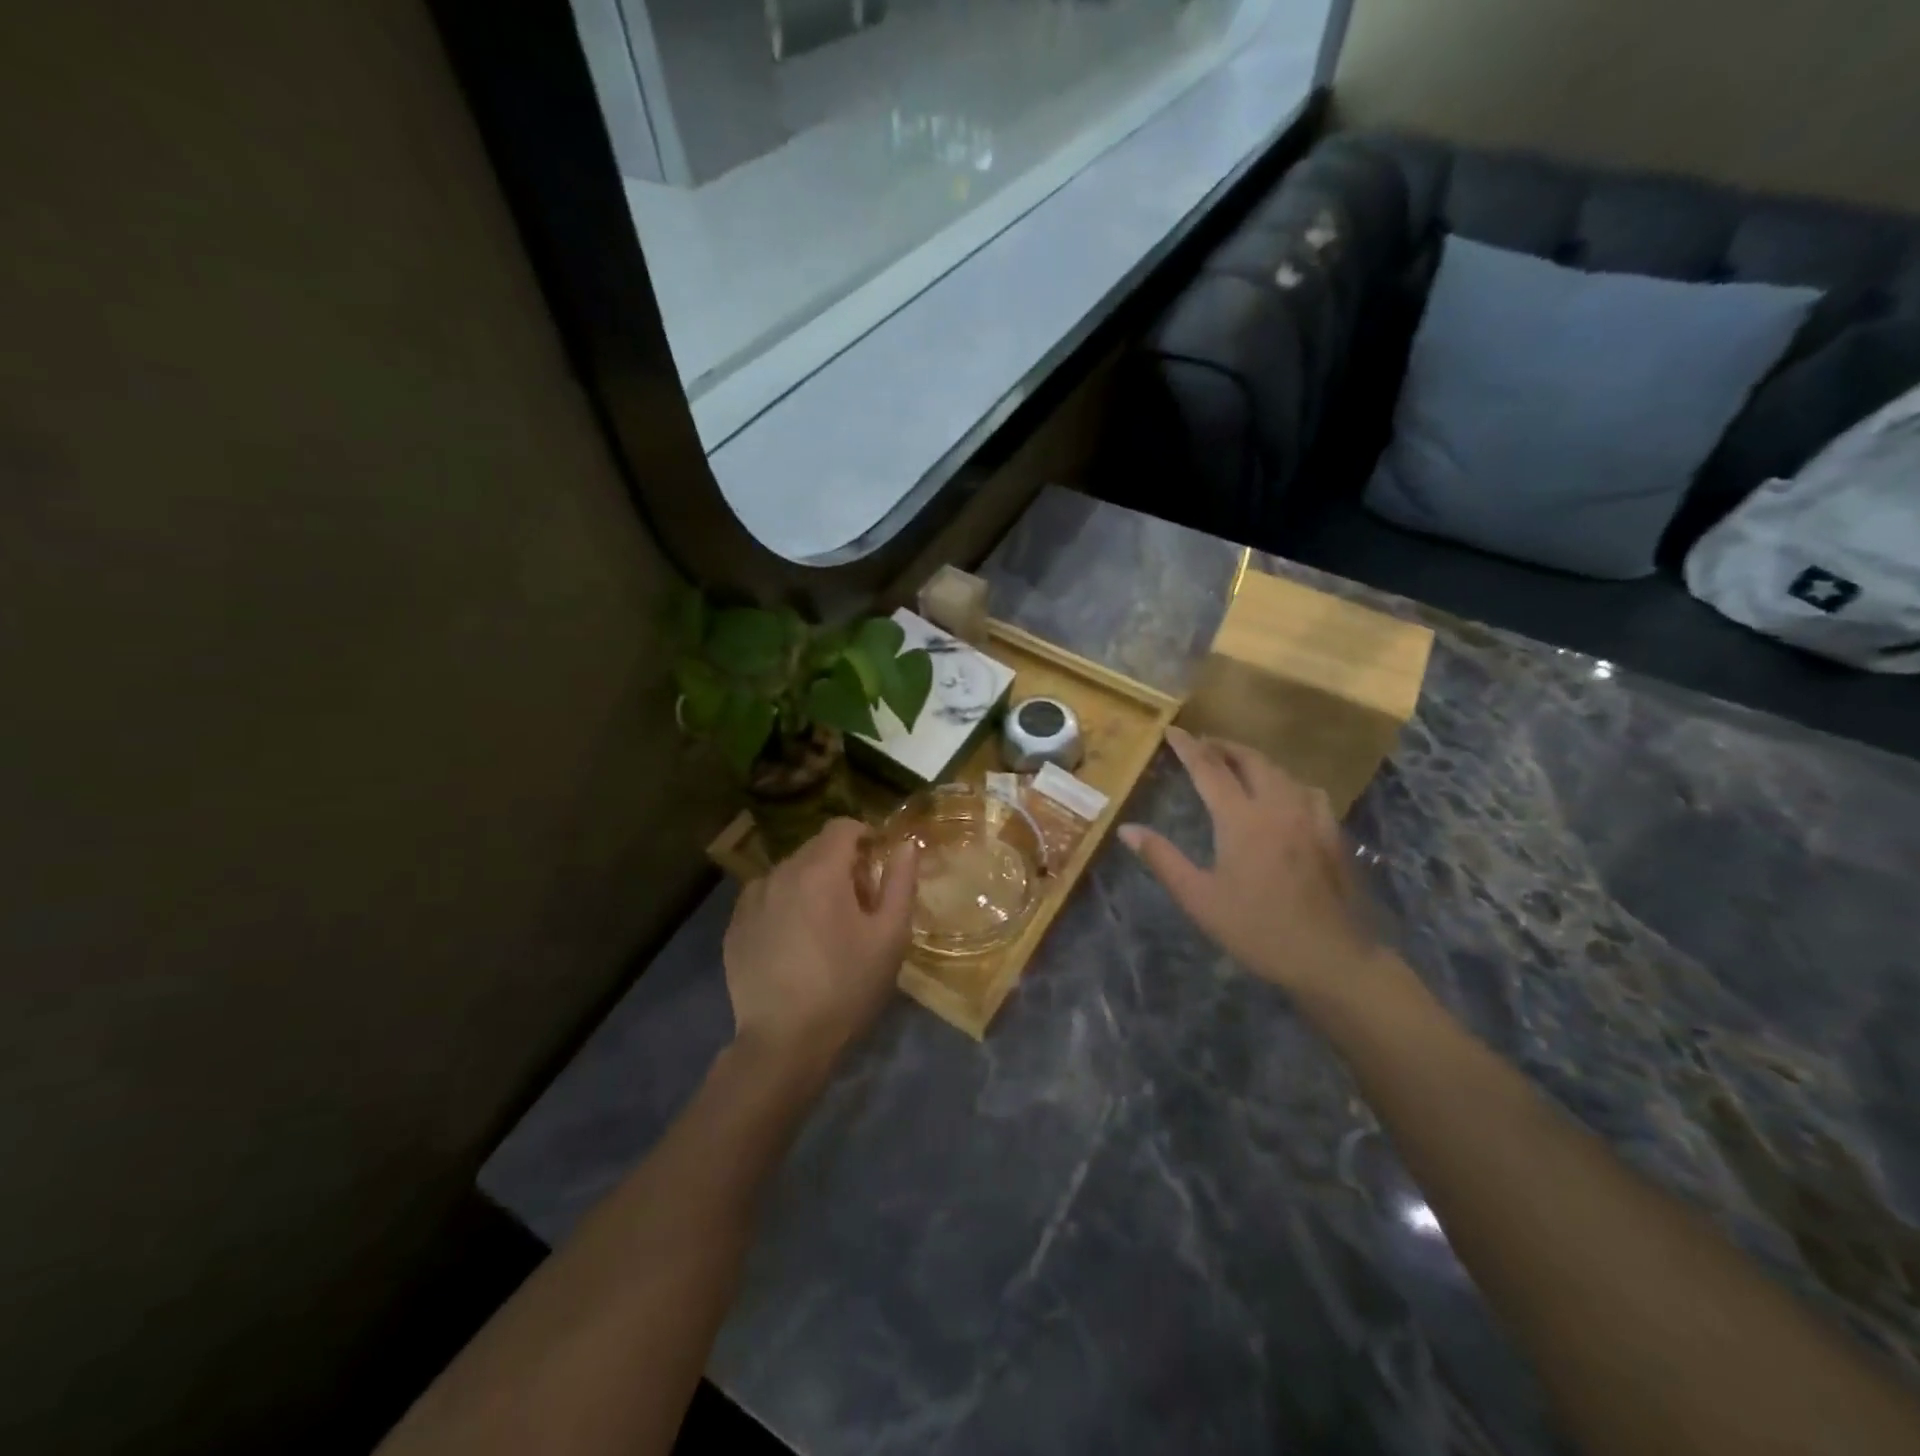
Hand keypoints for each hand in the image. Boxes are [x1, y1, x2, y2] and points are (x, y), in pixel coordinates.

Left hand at [722, 818, 917, 1082]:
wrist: (784, 1043)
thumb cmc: (847, 986)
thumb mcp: (890, 936)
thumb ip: (901, 882)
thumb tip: (907, 845)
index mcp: (819, 871)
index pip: (842, 827)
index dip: (866, 836)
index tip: (879, 862)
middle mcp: (780, 874)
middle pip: (815, 849)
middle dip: (841, 864)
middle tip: (860, 904)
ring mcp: (751, 900)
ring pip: (789, 874)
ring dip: (811, 885)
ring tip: (826, 927)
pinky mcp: (734, 927)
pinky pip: (766, 899)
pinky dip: (785, 906)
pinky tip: (794, 944)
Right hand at [1120, 727, 1401, 1011]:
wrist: (1332, 958)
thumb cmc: (1257, 929)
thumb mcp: (1199, 898)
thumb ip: (1162, 858)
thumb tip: (1127, 830)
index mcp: (1241, 818)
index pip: (1209, 768)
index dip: (1188, 747)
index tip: (1172, 731)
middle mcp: (1277, 806)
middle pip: (1250, 759)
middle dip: (1224, 746)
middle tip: (1203, 745)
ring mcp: (1311, 817)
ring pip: (1281, 771)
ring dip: (1255, 761)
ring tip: (1237, 765)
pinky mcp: (1332, 833)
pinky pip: (1306, 790)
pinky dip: (1285, 781)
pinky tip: (1284, 796)